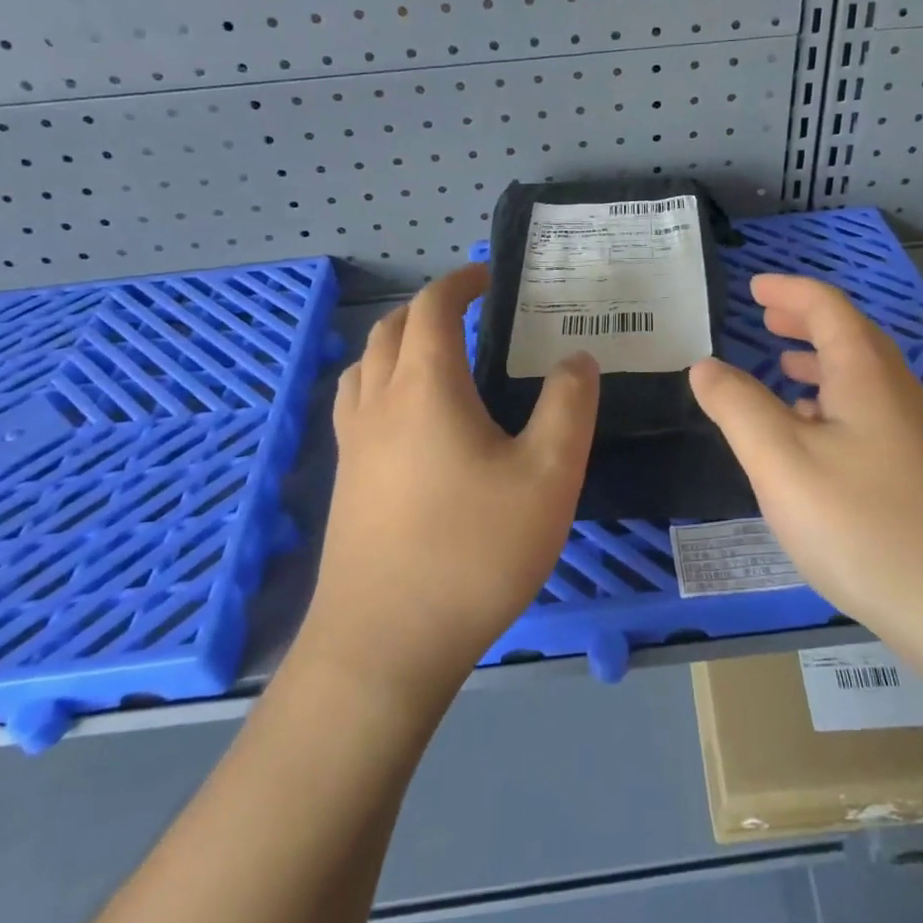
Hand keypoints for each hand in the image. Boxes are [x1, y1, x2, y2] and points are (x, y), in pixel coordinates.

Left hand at [295, 265, 599, 705]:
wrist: (386, 644)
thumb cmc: (474, 551)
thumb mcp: (549, 475)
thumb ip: (569, 406)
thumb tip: (577, 359)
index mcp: (425, 387)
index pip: (432, 308)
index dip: (460, 282)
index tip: (489, 277)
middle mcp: (379, 403)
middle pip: (391, 330)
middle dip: (428, 309)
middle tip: (470, 314)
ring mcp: (353, 445)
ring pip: (366, 367)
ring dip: (398, 345)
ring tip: (438, 359)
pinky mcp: (346, 484)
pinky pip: (358, 407)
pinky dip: (382, 385)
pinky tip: (411, 423)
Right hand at [688, 274, 922, 638]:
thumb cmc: (861, 523)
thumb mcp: (780, 460)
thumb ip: (737, 407)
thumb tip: (704, 366)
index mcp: (866, 374)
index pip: (827, 308)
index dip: (788, 291)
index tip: (754, 287)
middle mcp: (897, 392)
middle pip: (851, 337)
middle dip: (806, 322)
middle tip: (766, 319)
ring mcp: (915, 434)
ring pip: (863, 378)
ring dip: (821, 362)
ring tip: (783, 369)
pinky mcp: (921, 472)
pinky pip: (870, 413)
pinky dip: (835, 402)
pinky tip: (816, 436)